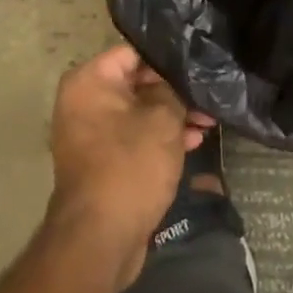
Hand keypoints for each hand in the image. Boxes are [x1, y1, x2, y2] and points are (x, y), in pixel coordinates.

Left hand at [46, 44, 210, 286]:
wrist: (101, 239)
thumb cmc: (130, 166)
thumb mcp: (163, 119)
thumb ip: (173, 89)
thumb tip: (176, 80)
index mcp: (89, 82)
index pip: (135, 52)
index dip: (170, 57)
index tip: (200, 62)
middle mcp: (83, 102)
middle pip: (137, 82)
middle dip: (175, 90)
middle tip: (209, 95)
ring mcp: (91, 133)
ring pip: (139, 111)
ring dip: (173, 116)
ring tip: (209, 121)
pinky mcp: (102, 161)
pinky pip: (134, 136)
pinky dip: (160, 137)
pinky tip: (194, 141)